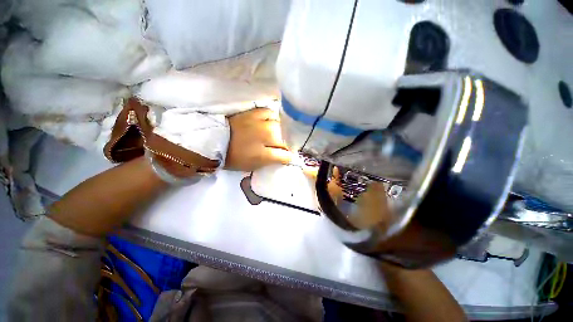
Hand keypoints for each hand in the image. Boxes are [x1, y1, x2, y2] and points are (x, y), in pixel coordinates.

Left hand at [225, 108, 294, 171]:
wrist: (216, 140)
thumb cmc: (235, 157)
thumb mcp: (254, 165)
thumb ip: (272, 160)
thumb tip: (286, 157)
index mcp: (266, 153)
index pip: (286, 155)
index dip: (288, 157)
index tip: (287, 157)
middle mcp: (268, 137)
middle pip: (285, 140)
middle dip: (286, 144)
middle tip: (281, 147)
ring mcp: (262, 123)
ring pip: (281, 126)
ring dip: (281, 131)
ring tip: (277, 134)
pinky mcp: (255, 113)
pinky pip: (270, 112)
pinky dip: (273, 117)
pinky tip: (271, 121)